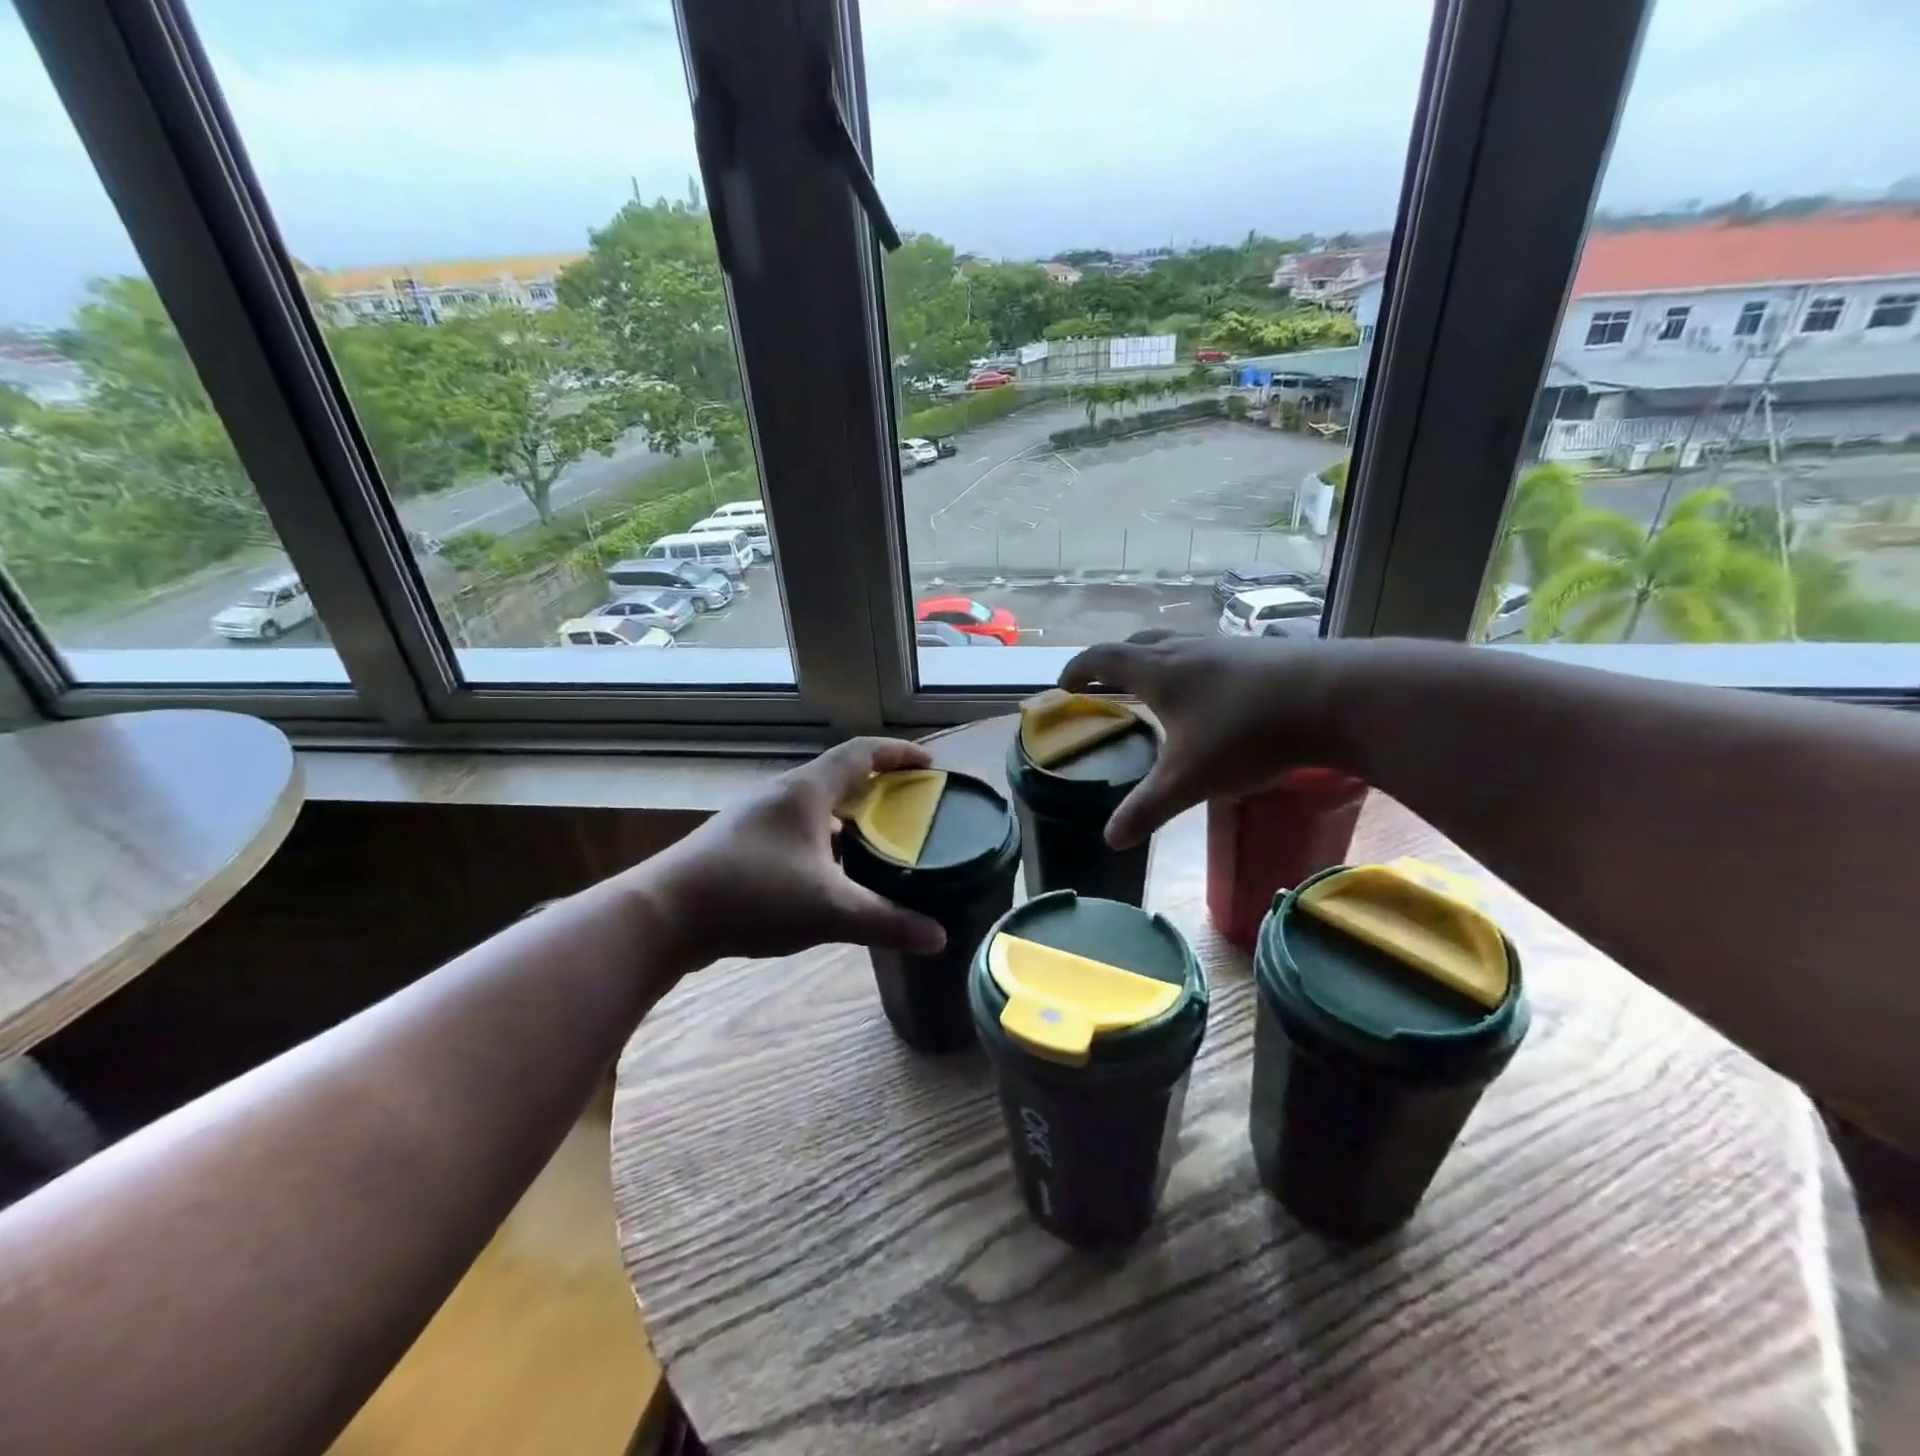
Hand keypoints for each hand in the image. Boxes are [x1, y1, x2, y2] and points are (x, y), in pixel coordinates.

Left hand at [638, 737, 946, 967]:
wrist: (663, 915)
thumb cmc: (752, 894)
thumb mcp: (829, 910)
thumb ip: (886, 921)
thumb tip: (938, 938)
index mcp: (807, 791)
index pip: (861, 753)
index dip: (898, 754)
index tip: (929, 766)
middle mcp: (781, 794)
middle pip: (838, 775)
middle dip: (877, 786)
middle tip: (909, 806)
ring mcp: (754, 818)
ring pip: (813, 805)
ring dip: (847, 815)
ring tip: (875, 840)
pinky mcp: (737, 844)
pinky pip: (793, 829)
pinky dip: (822, 838)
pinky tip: (828, 873)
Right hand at [1061, 633, 1352, 847]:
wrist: (1334, 697)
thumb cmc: (1246, 734)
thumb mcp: (1189, 779)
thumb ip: (1147, 808)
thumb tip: (1110, 839)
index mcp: (1158, 671)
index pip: (1103, 659)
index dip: (1079, 669)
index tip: (1063, 683)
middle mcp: (1187, 649)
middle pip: (1138, 643)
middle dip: (1114, 662)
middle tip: (1104, 682)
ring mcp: (1227, 645)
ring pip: (1177, 644)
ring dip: (1156, 660)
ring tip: (1157, 687)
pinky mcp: (1261, 652)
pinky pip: (1211, 653)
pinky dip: (1194, 668)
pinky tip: (1213, 693)